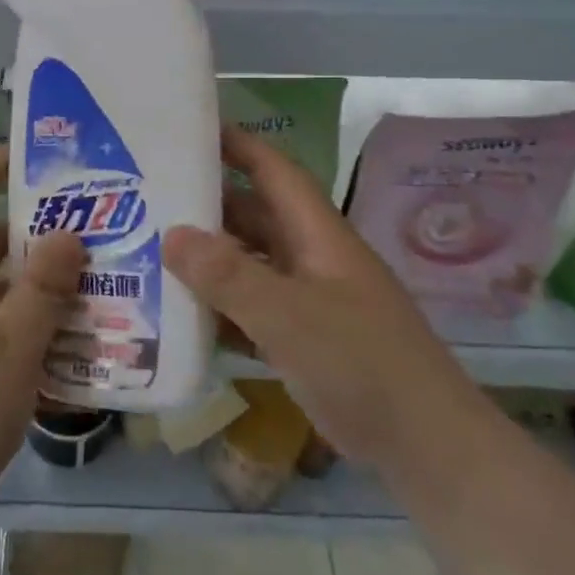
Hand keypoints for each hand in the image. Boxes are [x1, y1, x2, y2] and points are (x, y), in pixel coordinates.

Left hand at [0, 145, 84, 555]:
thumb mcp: (9, 348)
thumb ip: (41, 289)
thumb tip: (68, 232)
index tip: (32, 153)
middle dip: (39, 233)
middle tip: (96, 228)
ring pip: (2, 295)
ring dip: (45, 288)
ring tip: (103, 285)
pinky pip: (3, 336)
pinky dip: (37, 333)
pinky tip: (79, 350)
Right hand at [164, 127, 478, 471]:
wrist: (425, 445)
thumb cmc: (361, 363)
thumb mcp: (289, 315)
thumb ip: (229, 276)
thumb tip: (171, 234)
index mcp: (317, 234)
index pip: (273, 170)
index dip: (237, 144)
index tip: (190, 129)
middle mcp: (311, 257)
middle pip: (254, 216)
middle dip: (207, 203)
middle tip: (149, 196)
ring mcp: (309, 300)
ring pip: (249, 264)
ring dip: (208, 259)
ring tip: (151, 250)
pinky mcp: (304, 339)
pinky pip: (251, 309)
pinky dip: (220, 307)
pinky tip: (181, 314)